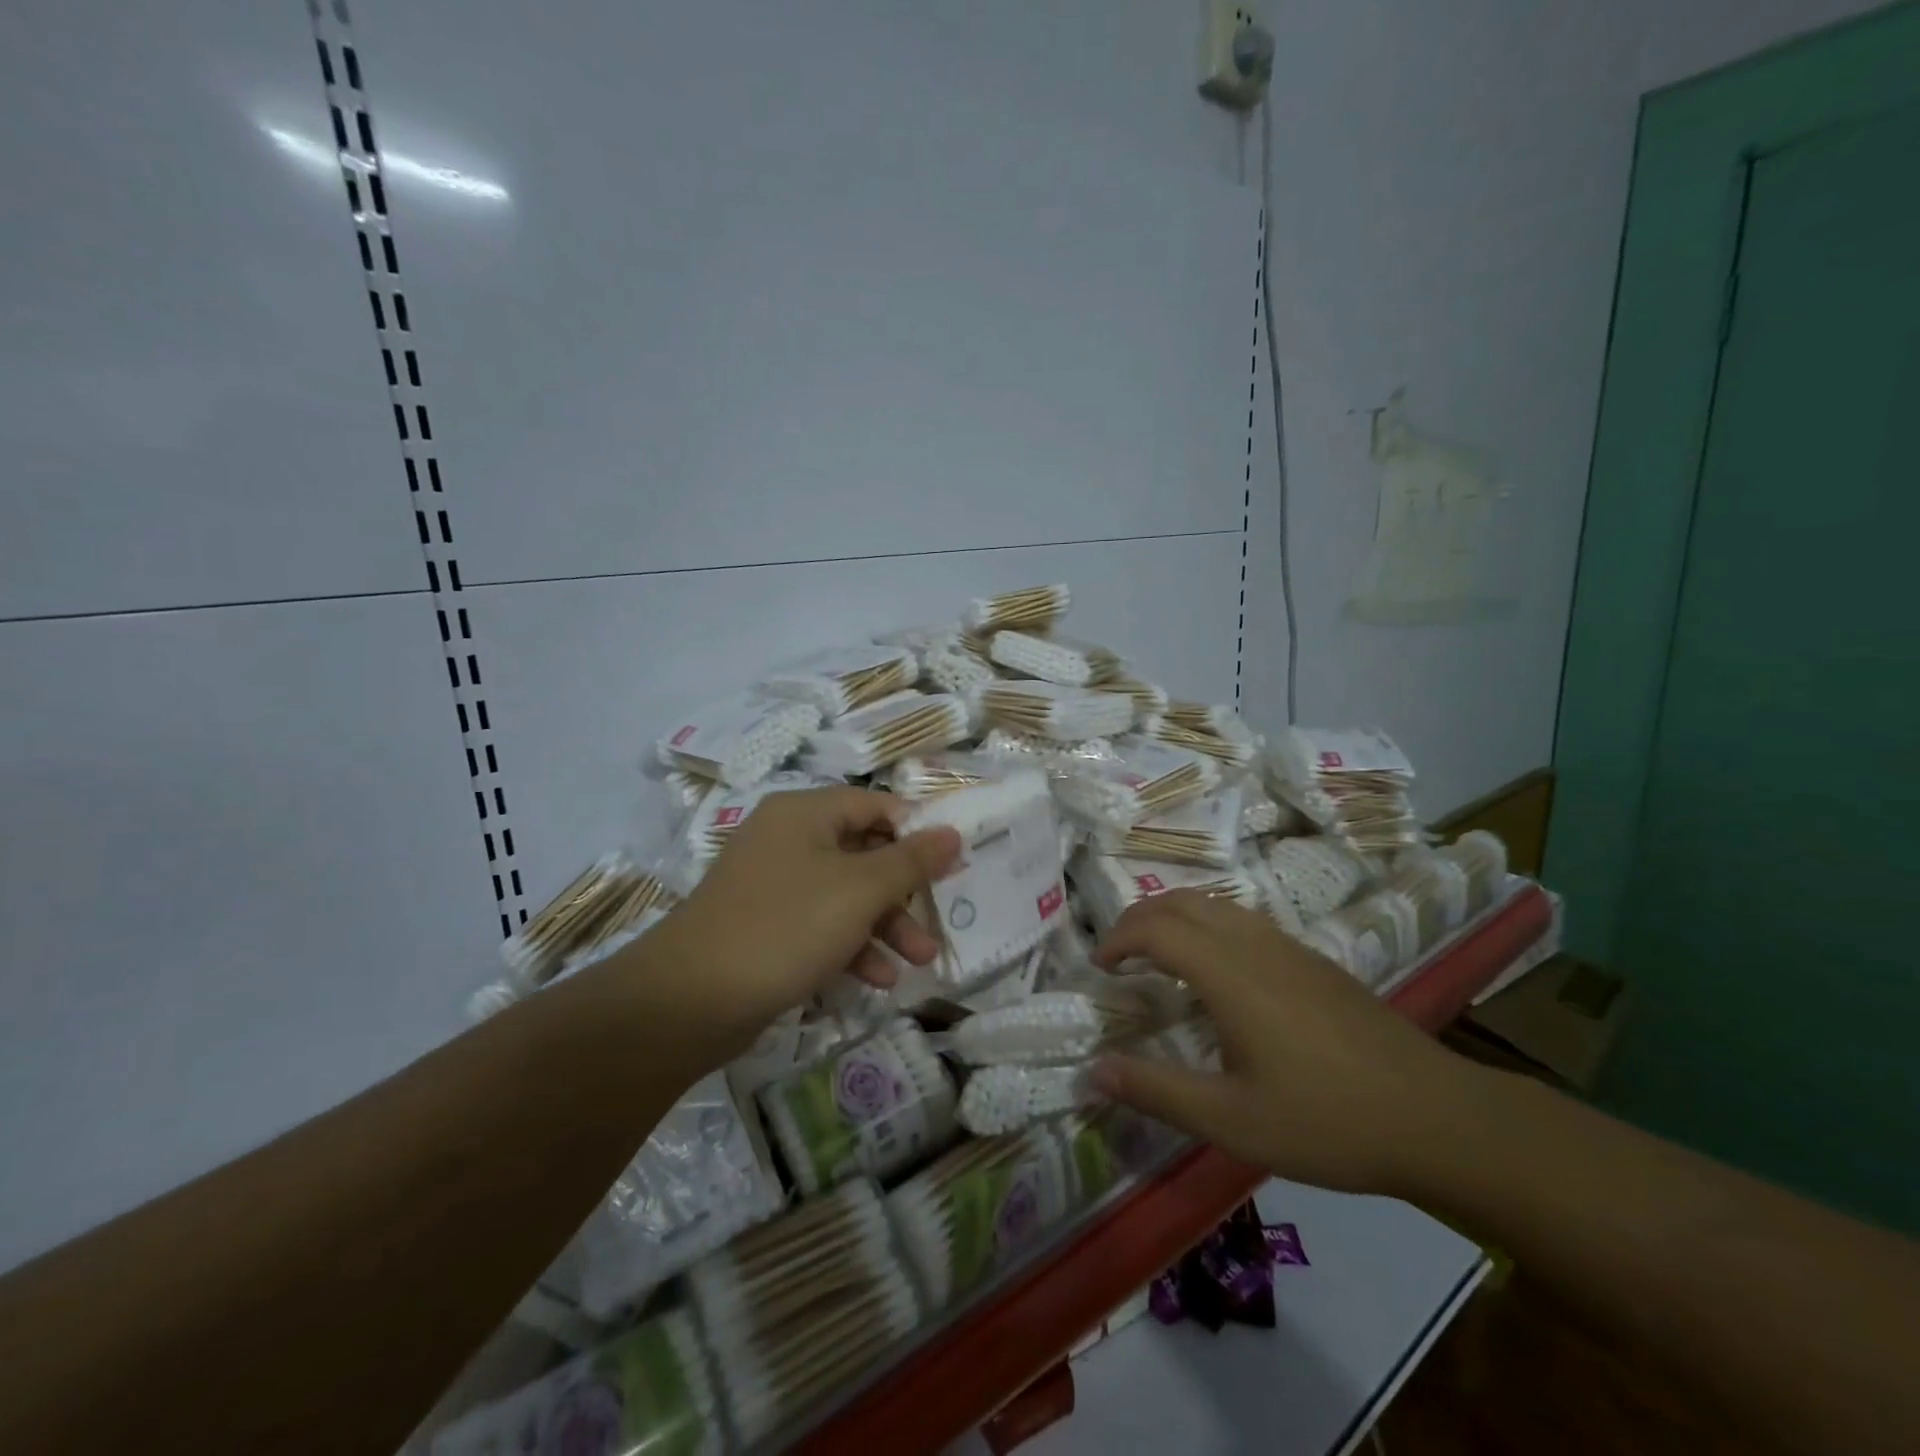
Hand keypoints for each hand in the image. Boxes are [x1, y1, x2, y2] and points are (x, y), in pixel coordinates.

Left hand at [634, 787, 960, 1062]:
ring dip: (884, 925)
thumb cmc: (785, 927)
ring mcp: (771, 885)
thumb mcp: (860, 891)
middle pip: (862, 852)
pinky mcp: (763, 926)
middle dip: (904, 891)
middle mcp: (786, 839)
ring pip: (844, 894)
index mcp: (804, 814)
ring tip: (919, 962)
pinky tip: (876, 980)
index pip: (874, 805)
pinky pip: (819, 925)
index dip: (916, 830)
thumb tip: (952, 832)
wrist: (689, 1001)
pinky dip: (851, 946)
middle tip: (938, 918)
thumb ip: (911, 860)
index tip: (950, 862)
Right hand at [1090, 892, 1483, 1195]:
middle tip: (1117, 956)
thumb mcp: (1231, 1120)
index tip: (1099, 969)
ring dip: (1172, 917)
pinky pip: (1241, 920)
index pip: (1155, 929)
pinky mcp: (1312, 959)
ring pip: (1213, 905)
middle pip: (1180, 903)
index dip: (1117, 940)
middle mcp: (1253, 944)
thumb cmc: (1327, 1120)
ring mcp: (1288, 946)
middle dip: (1138, 919)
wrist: (1436, 1117)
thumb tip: (1093, 1071)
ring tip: (1156, 957)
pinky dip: (1206, 926)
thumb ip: (1156, 1092)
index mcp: (1229, 973)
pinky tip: (1216, 973)